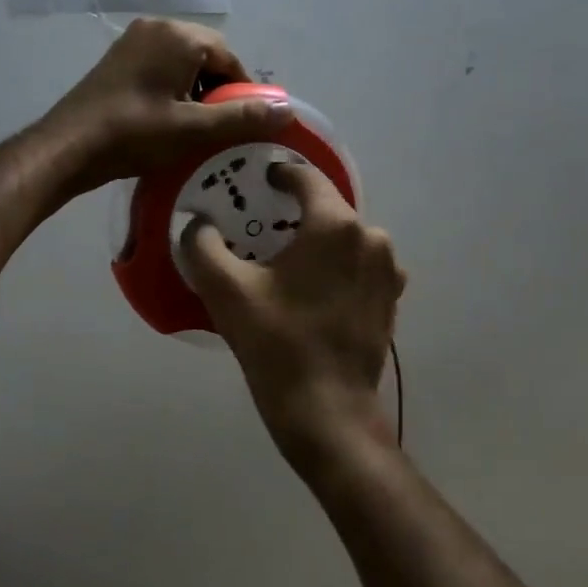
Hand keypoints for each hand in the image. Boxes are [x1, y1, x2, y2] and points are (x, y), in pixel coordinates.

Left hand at [42, 18, 292, 196]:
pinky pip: (160, 67)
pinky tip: (166, 121)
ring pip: (182, 63)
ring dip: (194, 93)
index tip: (242, 124)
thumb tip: (288, 110)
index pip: (228, 57)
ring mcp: (133, 41)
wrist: (67, 147)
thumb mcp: (193, 129)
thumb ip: (242, 117)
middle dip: (217, 91)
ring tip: (192, 129)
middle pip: (206, 56)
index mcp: (178, 36)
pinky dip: (172, 90)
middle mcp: (156, 27)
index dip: (242, 91)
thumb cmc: (134, 135)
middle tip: (216, 129)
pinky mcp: (118, 59)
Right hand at [182, 162, 405, 476]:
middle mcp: (371, 238)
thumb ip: (202, 245)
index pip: (307, 178)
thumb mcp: (226, 291)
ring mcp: (387, 271)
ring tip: (284, 260)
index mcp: (336, 225)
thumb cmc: (277, 344)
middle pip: (327, 209)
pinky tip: (311, 290)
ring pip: (344, 238)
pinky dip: (335, 266)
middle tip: (260, 227)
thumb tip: (197, 225)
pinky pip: (358, 266)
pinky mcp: (390, 300)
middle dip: (294, 213)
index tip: (258, 182)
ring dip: (316, 241)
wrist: (328, 412)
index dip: (280, 173)